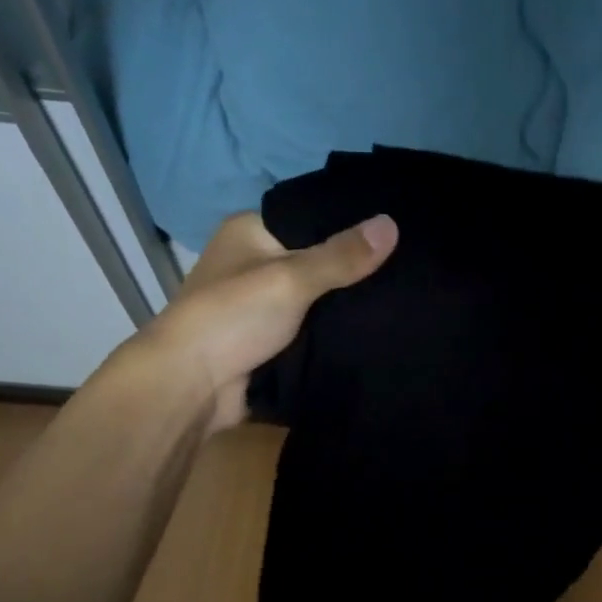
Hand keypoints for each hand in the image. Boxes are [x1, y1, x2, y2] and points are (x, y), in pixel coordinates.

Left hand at [142, 211, 398, 432]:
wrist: (191, 387)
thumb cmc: (233, 317)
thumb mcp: (291, 278)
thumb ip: (341, 256)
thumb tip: (392, 224)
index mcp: (250, 231)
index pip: (310, 215)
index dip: (350, 221)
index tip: (397, 227)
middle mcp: (255, 263)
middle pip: (316, 259)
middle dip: (354, 268)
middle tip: (409, 267)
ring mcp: (262, 305)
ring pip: (317, 298)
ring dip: (347, 305)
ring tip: (403, 296)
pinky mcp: (270, 341)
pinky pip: (312, 330)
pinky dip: (335, 332)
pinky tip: (376, 330)